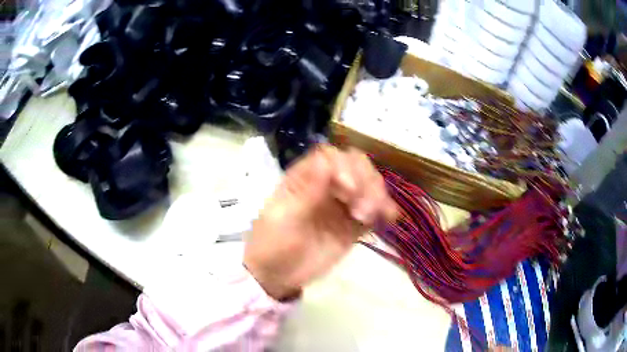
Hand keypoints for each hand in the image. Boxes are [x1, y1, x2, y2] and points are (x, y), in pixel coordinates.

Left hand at [244, 145, 397, 299]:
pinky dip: (385, 209)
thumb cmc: (272, 245)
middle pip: (355, 165)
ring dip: (377, 194)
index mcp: (304, 178)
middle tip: (361, 209)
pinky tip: (389, 217)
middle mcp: (326, 185)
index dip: (344, 166)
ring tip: (369, 216)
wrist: (277, 277)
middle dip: (365, 180)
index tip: (348, 189)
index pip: (331, 157)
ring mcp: (342, 204)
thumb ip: (306, 191)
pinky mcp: (353, 224)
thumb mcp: (283, 218)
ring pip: (369, 184)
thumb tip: (326, 159)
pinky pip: (375, 209)